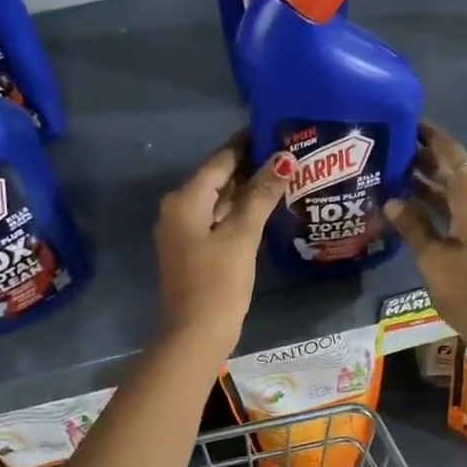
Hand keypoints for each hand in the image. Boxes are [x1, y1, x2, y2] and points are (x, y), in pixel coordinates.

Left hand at [153, 134, 293, 357]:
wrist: (195, 335)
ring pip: (218, 201)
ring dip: (246, 191)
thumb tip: (283, 159)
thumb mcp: (241, 236)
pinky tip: (263, 210)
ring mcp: (183, 232)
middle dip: (250, 166)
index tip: (275, 130)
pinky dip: (238, 213)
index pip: (220, 160)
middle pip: (217, 178)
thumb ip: (261, 194)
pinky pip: (217, 221)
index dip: (246, 143)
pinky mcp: (192, 251)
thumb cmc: (218, 283)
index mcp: (185, 200)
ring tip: (283, 177)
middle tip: (288, 154)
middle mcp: (178, 209)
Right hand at [385, 122, 466, 381]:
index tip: (409, 123)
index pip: (453, 155)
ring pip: (457, 194)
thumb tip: (392, 200)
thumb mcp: (433, 259)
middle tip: (392, 150)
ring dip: (430, 184)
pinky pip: (461, 212)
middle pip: (456, 172)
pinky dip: (439, 206)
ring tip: (395, 176)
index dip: (432, 137)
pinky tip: (413, 210)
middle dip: (426, 160)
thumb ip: (413, 226)